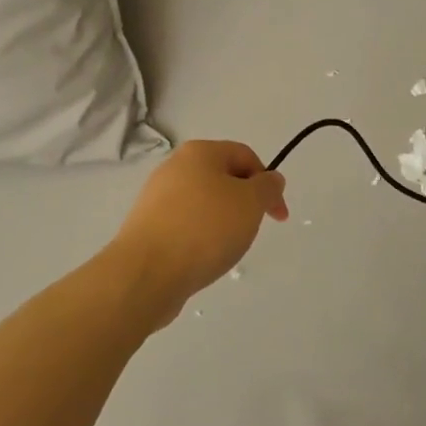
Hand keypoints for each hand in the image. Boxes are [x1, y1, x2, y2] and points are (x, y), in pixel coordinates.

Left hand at [105, 140, 288, 323]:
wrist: (146, 273)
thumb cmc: (205, 229)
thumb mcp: (250, 203)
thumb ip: (267, 187)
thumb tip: (271, 179)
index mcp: (199, 152)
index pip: (245, 155)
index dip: (268, 182)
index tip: (278, 215)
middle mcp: (175, 167)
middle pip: (223, 178)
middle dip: (244, 203)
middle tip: (250, 230)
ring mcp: (156, 197)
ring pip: (203, 203)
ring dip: (222, 222)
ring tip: (224, 248)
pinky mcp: (147, 226)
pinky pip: (184, 225)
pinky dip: (199, 237)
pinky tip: (201, 257)